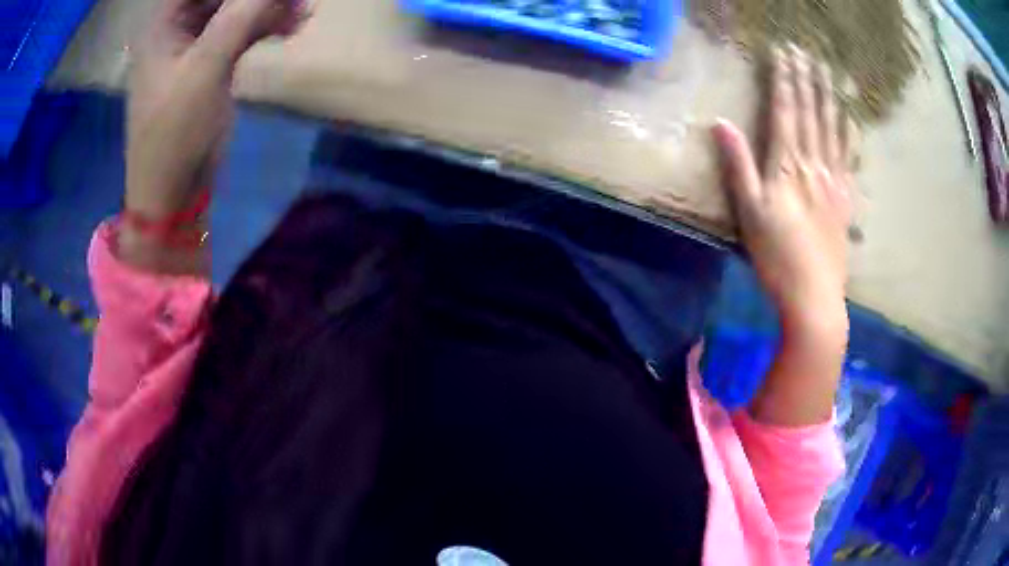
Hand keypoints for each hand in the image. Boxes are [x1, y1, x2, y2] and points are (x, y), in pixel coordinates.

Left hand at [121, 0, 305, 272]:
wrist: (173, 193)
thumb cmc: (175, 134)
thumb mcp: (205, 69)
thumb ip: (240, 16)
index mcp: (163, 23)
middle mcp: (177, 26)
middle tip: (294, 0)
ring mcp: (195, 44)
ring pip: (238, 8)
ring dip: (269, 8)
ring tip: (301, 13)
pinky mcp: (212, 62)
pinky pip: (243, 30)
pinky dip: (267, 27)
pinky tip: (291, 29)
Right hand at [714, 45, 854, 334]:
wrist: (815, 297)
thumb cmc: (776, 257)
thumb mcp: (748, 212)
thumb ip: (738, 165)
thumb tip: (721, 123)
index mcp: (787, 165)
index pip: (786, 111)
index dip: (784, 80)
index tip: (783, 53)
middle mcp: (814, 165)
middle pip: (811, 114)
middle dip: (807, 80)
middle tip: (806, 53)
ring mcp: (834, 182)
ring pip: (832, 130)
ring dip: (828, 98)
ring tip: (827, 74)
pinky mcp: (845, 200)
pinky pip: (848, 158)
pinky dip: (847, 134)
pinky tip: (847, 120)